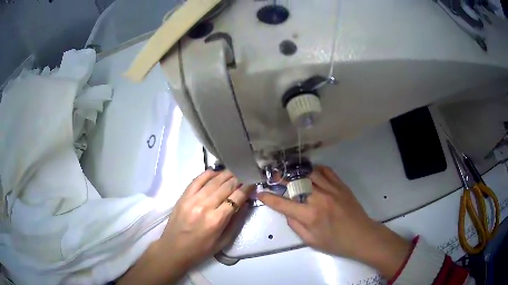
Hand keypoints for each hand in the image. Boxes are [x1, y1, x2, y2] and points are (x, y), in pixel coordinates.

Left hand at [118, 169, 253, 284]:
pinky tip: (216, 171)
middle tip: (246, 174)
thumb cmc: (201, 249)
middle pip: (226, 186)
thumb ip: (236, 222)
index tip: (253, 182)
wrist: (174, 249)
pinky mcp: (183, 196)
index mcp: (217, 220)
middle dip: (238, 179)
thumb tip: (245, 203)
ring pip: (213, 181)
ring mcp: (192, 199)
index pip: (236, 198)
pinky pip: (197, 180)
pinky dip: (208, 174)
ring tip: (235, 170)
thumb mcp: (224, 241)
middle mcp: (205, 206)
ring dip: (226, 174)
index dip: (247, 188)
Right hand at [258, 166, 410, 278]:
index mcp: (310, 216)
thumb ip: (295, 225)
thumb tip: (287, 211)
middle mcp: (319, 198)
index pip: (283, 204)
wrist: (361, 236)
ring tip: (290, 173)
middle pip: (295, 183)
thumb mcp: (310, 241)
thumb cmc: (335, 242)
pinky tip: (310, 172)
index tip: (260, 193)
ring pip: (309, 173)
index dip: (269, 198)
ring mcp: (331, 189)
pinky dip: (315, 169)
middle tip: (273, 177)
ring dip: (297, 172)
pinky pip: (326, 170)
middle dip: (281, 179)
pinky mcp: (341, 185)